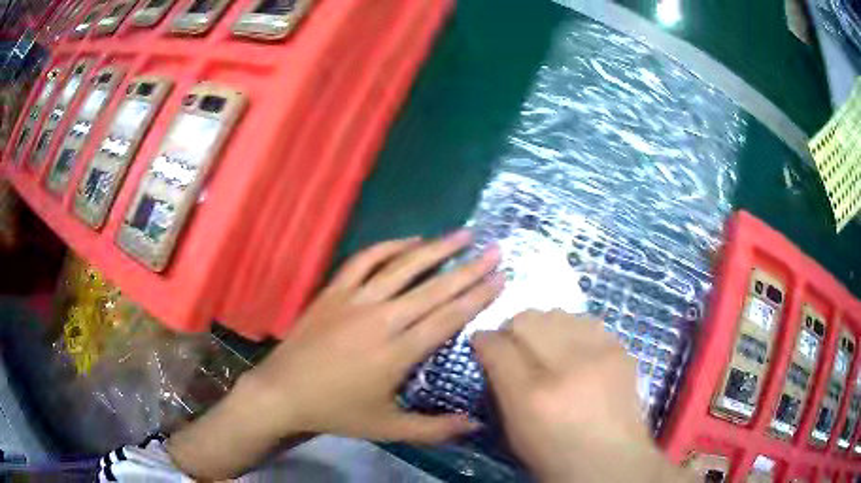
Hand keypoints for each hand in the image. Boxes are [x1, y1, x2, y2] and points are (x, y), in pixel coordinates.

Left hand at [249, 230, 502, 440]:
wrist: (283, 392)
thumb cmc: (337, 411)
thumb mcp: (389, 428)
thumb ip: (436, 429)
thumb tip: (477, 425)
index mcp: (397, 353)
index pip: (448, 318)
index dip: (477, 296)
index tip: (501, 277)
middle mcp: (381, 319)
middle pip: (433, 288)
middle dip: (469, 268)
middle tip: (495, 249)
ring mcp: (354, 300)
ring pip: (402, 266)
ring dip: (435, 248)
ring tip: (461, 234)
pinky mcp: (333, 291)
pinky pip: (364, 260)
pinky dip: (388, 247)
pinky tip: (409, 241)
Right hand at [472, 310, 688, 482]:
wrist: (611, 461)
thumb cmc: (555, 454)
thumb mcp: (513, 430)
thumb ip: (499, 386)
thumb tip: (492, 351)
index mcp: (531, 395)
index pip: (496, 344)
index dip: (484, 340)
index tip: (484, 344)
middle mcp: (565, 367)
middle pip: (527, 318)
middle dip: (514, 330)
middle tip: (518, 349)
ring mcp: (599, 353)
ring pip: (558, 314)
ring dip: (546, 329)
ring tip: (550, 350)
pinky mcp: (620, 349)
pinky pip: (586, 322)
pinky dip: (574, 333)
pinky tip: (578, 355)